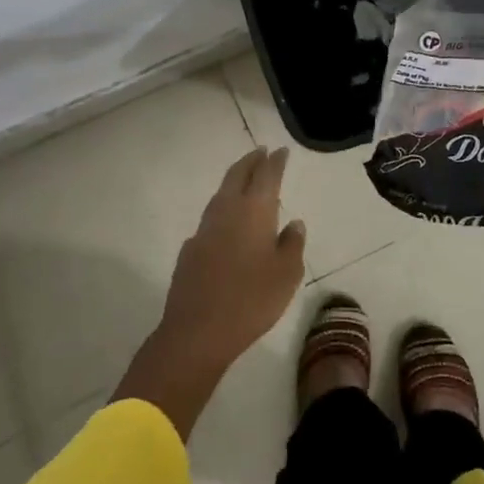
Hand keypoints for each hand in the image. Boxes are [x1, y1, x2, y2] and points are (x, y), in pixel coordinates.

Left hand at [157, 147, 306, 371]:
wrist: (197, 332)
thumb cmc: (252, 300)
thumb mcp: (287, 274)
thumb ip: (293, 244)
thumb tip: (293, 223)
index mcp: (254, 211)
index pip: (266, 175)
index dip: (275, 161)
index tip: (281, 150)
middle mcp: (227, 211)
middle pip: (237, 175)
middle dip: (251, 161)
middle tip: (261, 152)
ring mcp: (204, 229)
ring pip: (221, 194)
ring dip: (234, 182)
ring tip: (246, 181)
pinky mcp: (190, 250)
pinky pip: (210, 219)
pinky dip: (223, 211)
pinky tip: (227, 225)